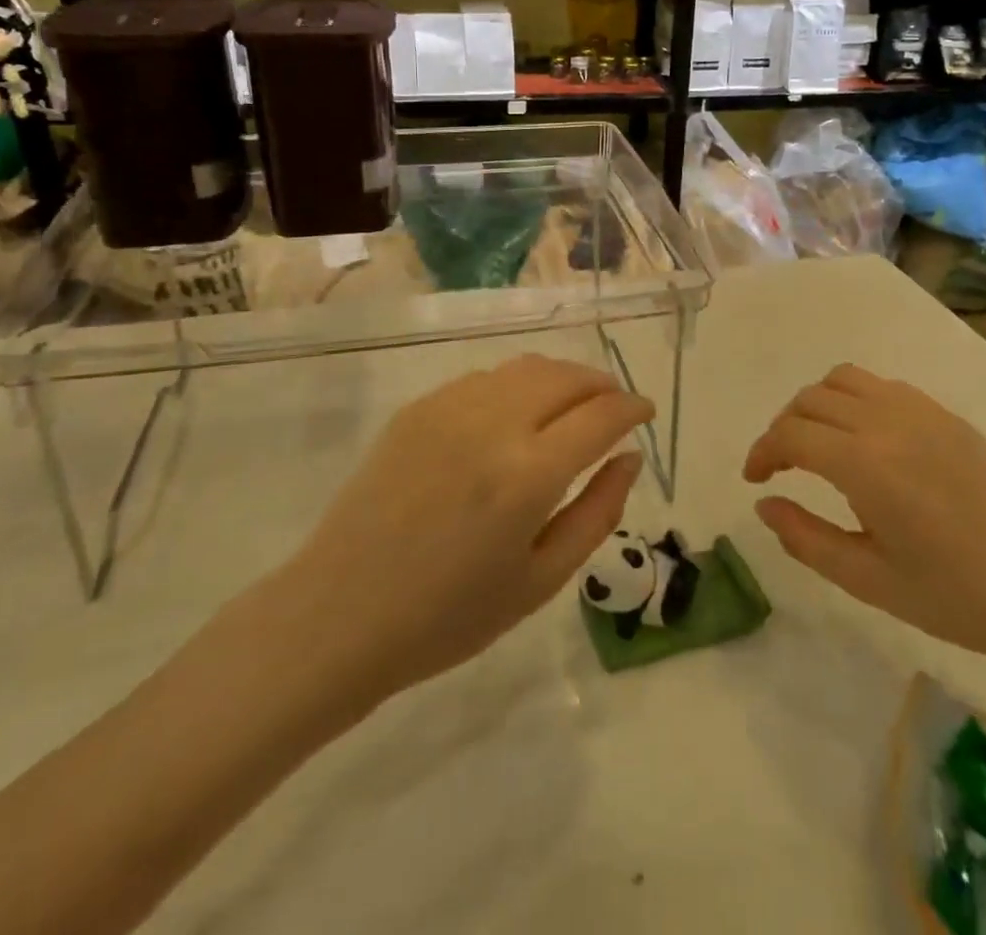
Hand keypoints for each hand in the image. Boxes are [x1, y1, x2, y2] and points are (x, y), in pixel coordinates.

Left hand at [279, 354, 652, 703]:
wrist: (340, 615)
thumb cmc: (449, 616)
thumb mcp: (541, 580)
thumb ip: (598, 512)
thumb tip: (630, 457)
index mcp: (529, 474)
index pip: (602, 415)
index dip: (632, 408)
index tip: (645, 412)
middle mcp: (494, 424)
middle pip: (568, 377)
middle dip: (602, 385)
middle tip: (614, 407)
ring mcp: (450, 409)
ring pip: (527, 368)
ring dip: (563, 378)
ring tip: (572, 406)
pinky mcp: (419, 408)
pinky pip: (486, 379)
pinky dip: (518, 386)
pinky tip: (516, 416)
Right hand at [745, 364, 985, 663]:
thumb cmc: (956, 595)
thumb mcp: (870, 581)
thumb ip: (806, 538)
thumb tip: (765, 504)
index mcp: (865, 465)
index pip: (791, 435)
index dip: (762, 452)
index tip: (755, 479)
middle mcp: (887, 422)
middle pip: (811, 400)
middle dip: (783, 428)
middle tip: (780, 466)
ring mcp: (921, 411)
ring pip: (845, 379)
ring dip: (817, 404)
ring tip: (818, 443)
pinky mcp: (946, 415)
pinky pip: (883, 386)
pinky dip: (855, 399)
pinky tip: (865, 439)